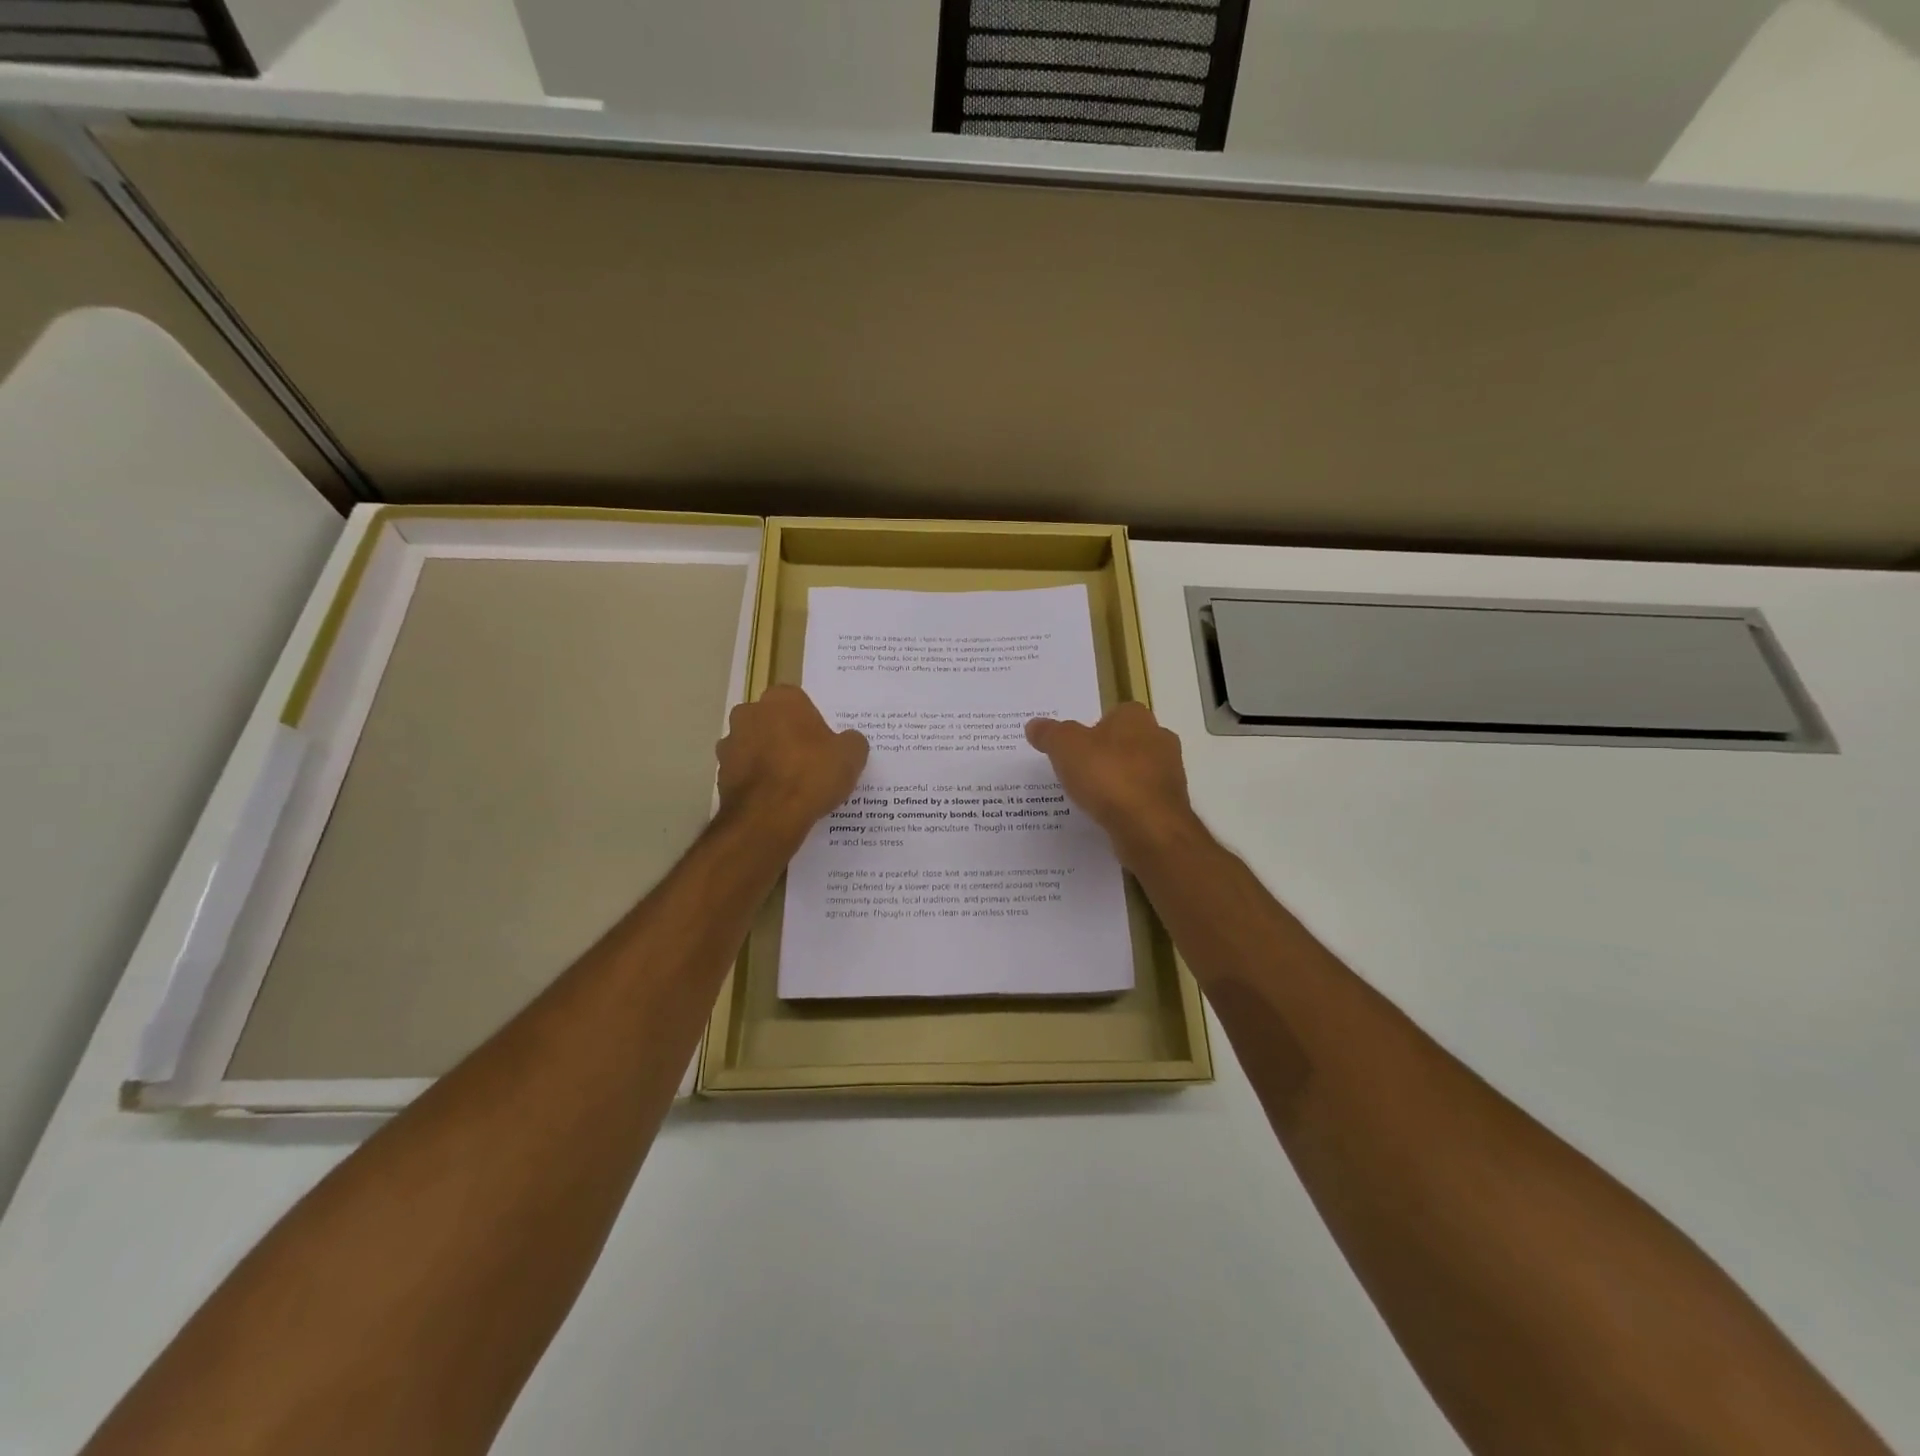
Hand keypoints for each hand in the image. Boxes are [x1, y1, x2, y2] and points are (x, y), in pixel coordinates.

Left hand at [716, 686, 867, 844]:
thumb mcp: (851, 755)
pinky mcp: (720, 774)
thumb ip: (851, 741)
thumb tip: (847, 741)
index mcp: (781, 699)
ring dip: (768, 759)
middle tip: (808, 762)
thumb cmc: (812, 774)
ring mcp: (730, 743)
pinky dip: (757, 782)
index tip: (823, 744)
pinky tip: (775, 801)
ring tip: (791, 786)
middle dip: (785, 736)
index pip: (798, 702)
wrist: (769, 816)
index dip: (811, 722)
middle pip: (772, 721)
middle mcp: (749, 713)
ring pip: (754, 746)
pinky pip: (745, 773)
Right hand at [1025, 703, 1199, 864]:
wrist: (1149, 828)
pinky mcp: (1170, 805)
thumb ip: (1049, 734)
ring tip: (1089, 797)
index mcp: (1136, 718)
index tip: (1073, 747)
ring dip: (1116, 781)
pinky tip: (1107, 816)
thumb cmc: (1108, 776)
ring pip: (1136, 772)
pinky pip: (1141, 799)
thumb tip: (1034, 725)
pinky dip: (1125, 805)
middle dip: (1105, 755)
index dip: (1092, 729)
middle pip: (1125, 743)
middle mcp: (1159, 739)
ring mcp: (1169, 774)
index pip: (1113, 714)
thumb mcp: (1065, 747)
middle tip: (1077, 771)